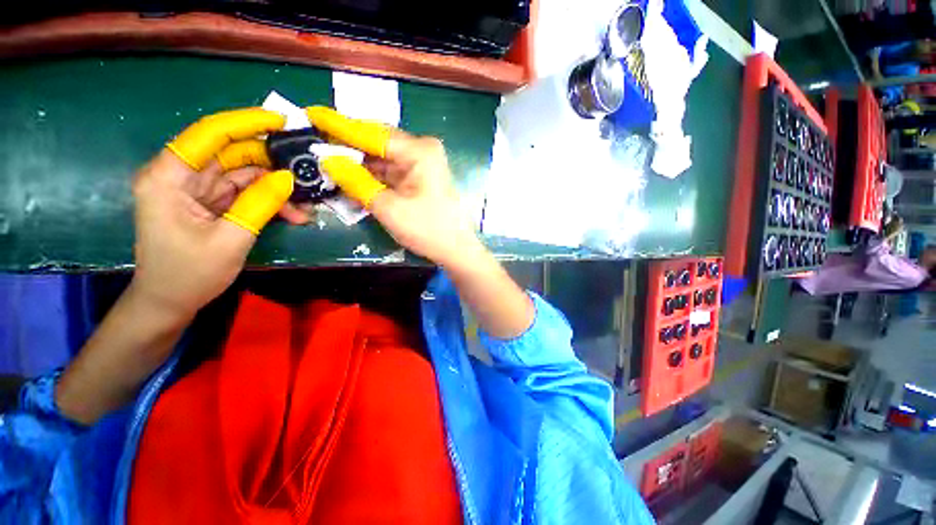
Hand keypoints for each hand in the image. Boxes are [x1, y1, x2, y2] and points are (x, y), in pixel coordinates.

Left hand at [132, 108, 295, 320]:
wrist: (169, 302)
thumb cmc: (189, 274)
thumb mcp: (230, 239)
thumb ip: (259, 204)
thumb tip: (288, 178)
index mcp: (169, 177)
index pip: (208, 134)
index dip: (245, 123)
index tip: (282, 122)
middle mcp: (180, 176)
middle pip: (231, 154)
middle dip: (271, 164)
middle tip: (306, 172)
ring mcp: (196, 190)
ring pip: (243, 175)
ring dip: (275, 189)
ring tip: (304, 207)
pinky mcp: (209, 203)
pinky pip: (244, 193)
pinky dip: (269, 202)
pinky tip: (292, 215)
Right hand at [308, 107, 533, 338]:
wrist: (456, 250)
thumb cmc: (427, 229)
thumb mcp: (388, 208)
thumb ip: (357, 182)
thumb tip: (328, 160)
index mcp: (418, 151)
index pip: (372, 133)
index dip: (340, 125)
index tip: (312, 113)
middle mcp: (422, 150)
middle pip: (378, 142)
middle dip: (347, 143)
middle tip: (314, 139)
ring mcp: (422, 165)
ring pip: (382, 157)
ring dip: (357, 161)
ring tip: (325, 157)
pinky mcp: (420, 178)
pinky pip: (390, 171)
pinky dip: (371, 174)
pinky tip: (349, 174)